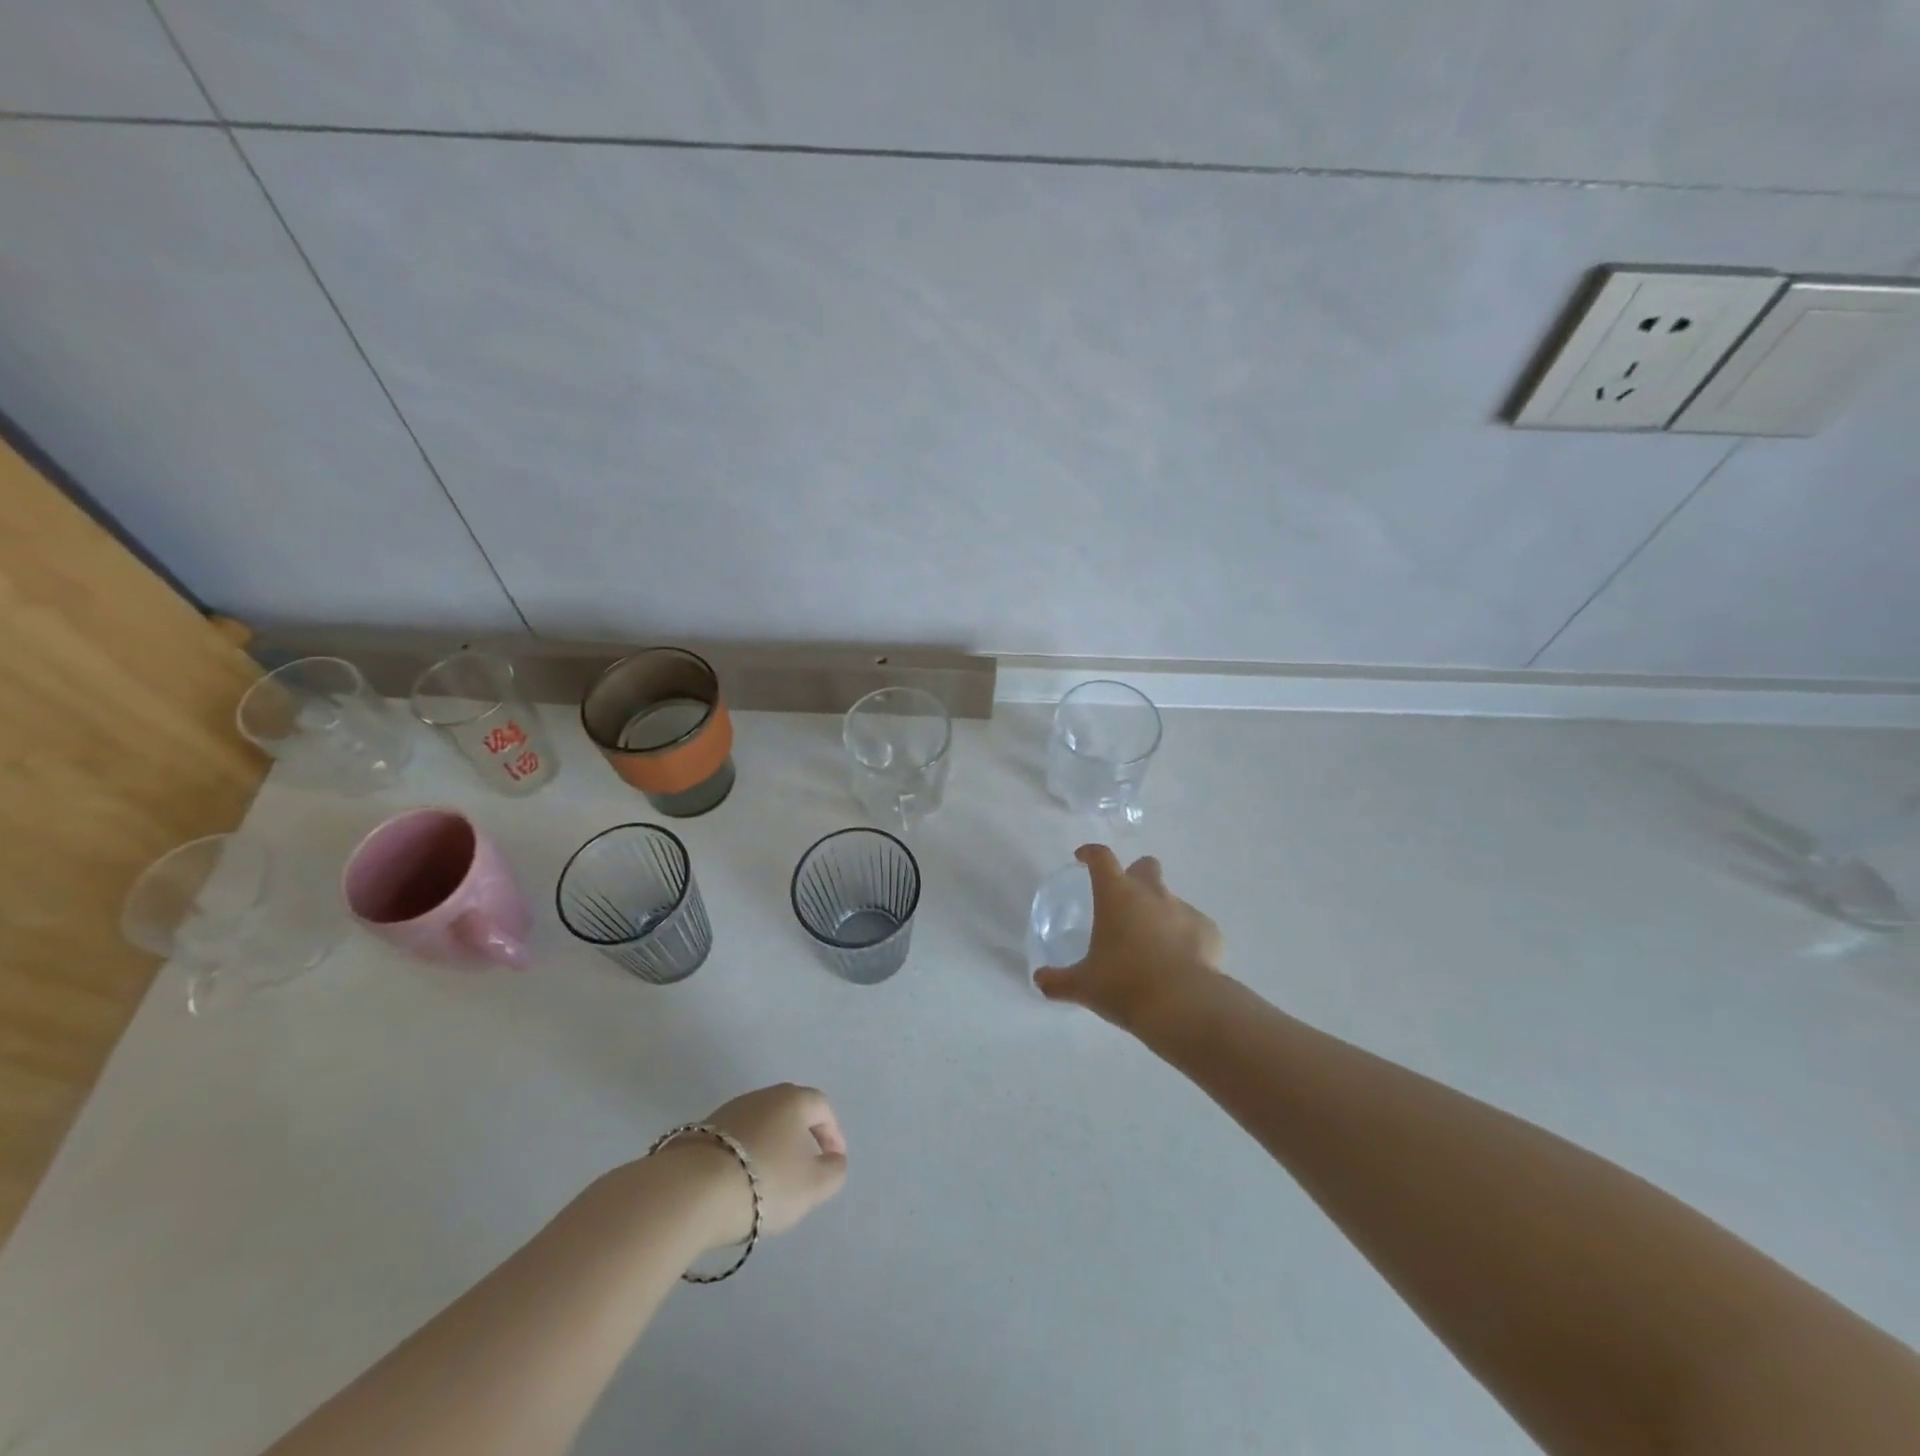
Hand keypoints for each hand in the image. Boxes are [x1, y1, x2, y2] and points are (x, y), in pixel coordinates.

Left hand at [681, 1083, 847, 1248]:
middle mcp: (762, 1096)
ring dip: (771, 1146)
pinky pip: (735, 1140)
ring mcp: (729, 1111)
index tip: (833, 1161)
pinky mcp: (701, 1131)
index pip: (822, 1107)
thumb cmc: (764, 1182)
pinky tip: (740, 1182)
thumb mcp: (812, 1186)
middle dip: (801, 1136)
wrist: (690, 1191)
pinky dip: (745, 1155)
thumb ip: (833, 1172)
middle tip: (805, 1166)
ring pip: (761, 1124)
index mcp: (793, 1100)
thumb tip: (834, 1159)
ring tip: (770, 1180)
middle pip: (790, 1110)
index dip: (833, 1133)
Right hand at [1033, 845, 1221, 1031]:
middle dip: (1136, 875)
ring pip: (1171, 899)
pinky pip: (1194, 926)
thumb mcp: (1083, 986)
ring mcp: (1184, 910)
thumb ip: (1058, 981)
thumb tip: (1039, 980)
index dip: (1091, 854)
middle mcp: (1152, 893)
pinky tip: (1180, 963)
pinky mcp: (1209, 931)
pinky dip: (1186, 938)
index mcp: (1116, 895)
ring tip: (1152, 945)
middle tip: (1125, 901)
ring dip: (1160, 912)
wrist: (1184, 1006)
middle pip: (1146, 866)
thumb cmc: (1124, 985)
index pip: (1101, 858)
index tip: (1083, 858)